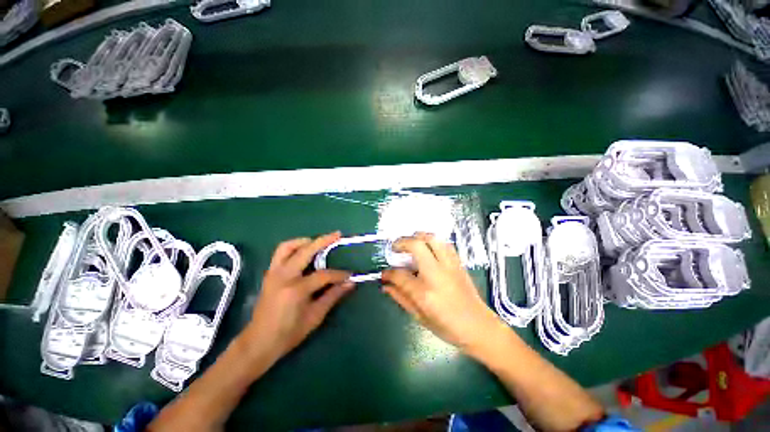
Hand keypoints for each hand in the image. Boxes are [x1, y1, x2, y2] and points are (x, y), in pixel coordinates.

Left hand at [242, 232, 354, 363]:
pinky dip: (294, 247)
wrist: (258, 342)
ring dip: (305, 241)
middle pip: (305, 251)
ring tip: (318, 242)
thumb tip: (350, 283)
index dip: (339, 274)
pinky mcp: (269, 274)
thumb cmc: (288, 333)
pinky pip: (280, 253)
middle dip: (324, 241)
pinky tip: (304, 252)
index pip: (323, 275)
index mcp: (295, 290)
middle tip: (337, 235)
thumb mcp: (315, 317)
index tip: (350, 275)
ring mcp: (273, 273)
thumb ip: (333, 296)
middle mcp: (283, 276)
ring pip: (288, 246)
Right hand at [381, 233, 503, 353]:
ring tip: (410, 243)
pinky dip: (432, 241)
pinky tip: (427, 248)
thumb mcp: (420, 317)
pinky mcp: (458, 263)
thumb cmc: (448, 327)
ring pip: (432, 239)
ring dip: (417, 237)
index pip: (400, 275)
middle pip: (416, 246)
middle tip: (395, 248)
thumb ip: (401, 298)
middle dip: (401, 242)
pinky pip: (444, 244)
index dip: (388, 273)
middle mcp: (437, 274)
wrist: (480, 327)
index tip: (384, 273)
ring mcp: (449, 266)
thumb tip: (386, 285)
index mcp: (425, 293)